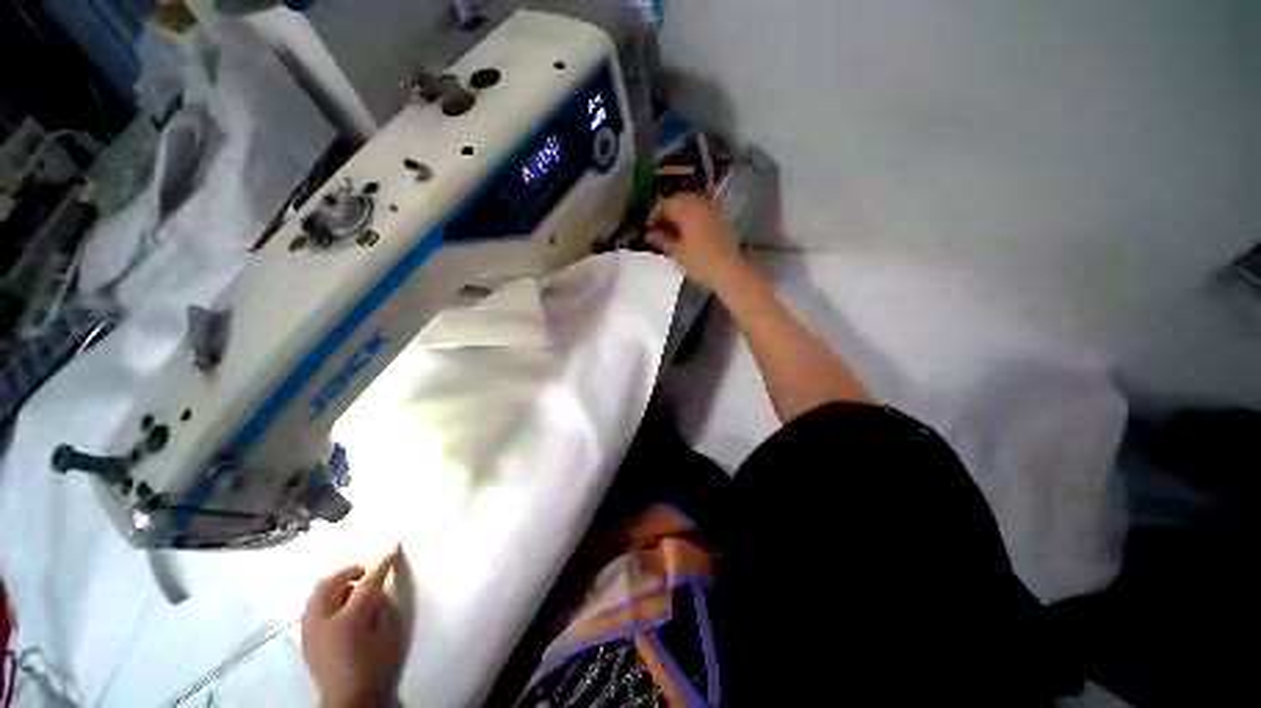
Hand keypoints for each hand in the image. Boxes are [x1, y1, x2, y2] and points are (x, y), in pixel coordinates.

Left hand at [302, 548, 406, 707]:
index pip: (367, 583)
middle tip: (365, 572)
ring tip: (351, 589)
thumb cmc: (375, 667)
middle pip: (330, 582)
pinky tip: (339, 607)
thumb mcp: (389, 635)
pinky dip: (326, 598)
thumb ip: (383, 607)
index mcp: (348, 620)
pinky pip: (312, 606)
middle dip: (349, 571)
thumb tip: (377, 591)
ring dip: (336, 583)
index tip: (394, 550)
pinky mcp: (304, 637)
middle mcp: (323, 620)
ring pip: (317, 593)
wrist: (349, 699)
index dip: (382, 564)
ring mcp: (309, 629)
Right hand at [646, 196, 746, 289]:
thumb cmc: (699, 262)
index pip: (665, 204)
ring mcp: (712, 210)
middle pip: (678, 200)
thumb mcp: (677, 252)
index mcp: (687, 210)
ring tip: (672, 231)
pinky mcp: (720, 219)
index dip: (654, 214)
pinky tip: (687, 232)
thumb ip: (662, 240)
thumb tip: (650, 234)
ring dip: (679, 214)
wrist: (728, 270)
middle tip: (659, 228)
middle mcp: (700, 204)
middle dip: (667, 212)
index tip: (648, 228)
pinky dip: (691, 218)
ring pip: (691, 205)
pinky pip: (701, 211)